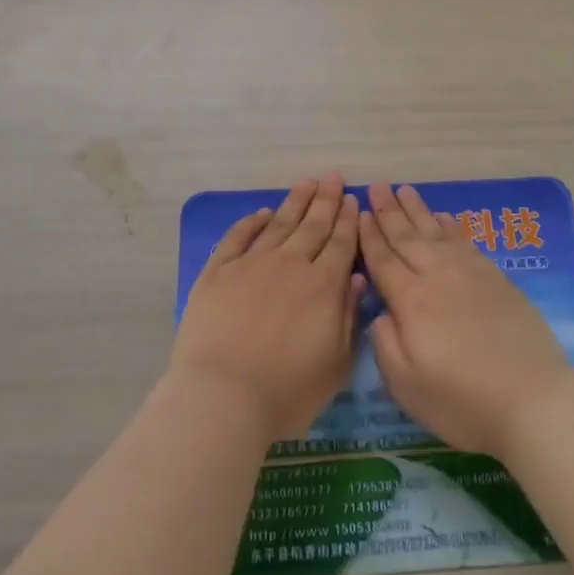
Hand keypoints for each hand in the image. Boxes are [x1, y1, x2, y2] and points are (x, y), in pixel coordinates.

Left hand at [170, 173, 363, 443]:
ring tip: (307, 182)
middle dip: (326, 200)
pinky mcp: (218, 272)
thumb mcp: (335, 365)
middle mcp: (291, 265)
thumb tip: (356, 278)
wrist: (222, 397)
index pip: (341, 244)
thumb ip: (348, 318)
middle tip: (333, 177)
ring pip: (279, 224)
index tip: (352, 199)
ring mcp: (252, 265)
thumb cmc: (287, 392)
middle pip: (313, 226)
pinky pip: (238, 237)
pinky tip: (261, 213)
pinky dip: (251, 222)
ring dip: (295, 202)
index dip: (348, 220)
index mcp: (323, 286)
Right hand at [358, 182, 570, 456]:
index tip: (359, 213)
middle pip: (407, 237)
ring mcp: (469, 272)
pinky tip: (443, 216)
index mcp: (411, 301)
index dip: (369, 237)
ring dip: (417, 210)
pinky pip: (464, 240)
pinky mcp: (495, 277)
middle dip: (389, 211)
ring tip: (404, 189)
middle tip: (377, 186)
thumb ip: (385, 344)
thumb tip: (380, 312)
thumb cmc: (463, 401)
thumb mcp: (407, 386)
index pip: (383, 261)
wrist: (534, 398)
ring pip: (436, 231)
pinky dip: (450, 225)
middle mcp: (437, 276)